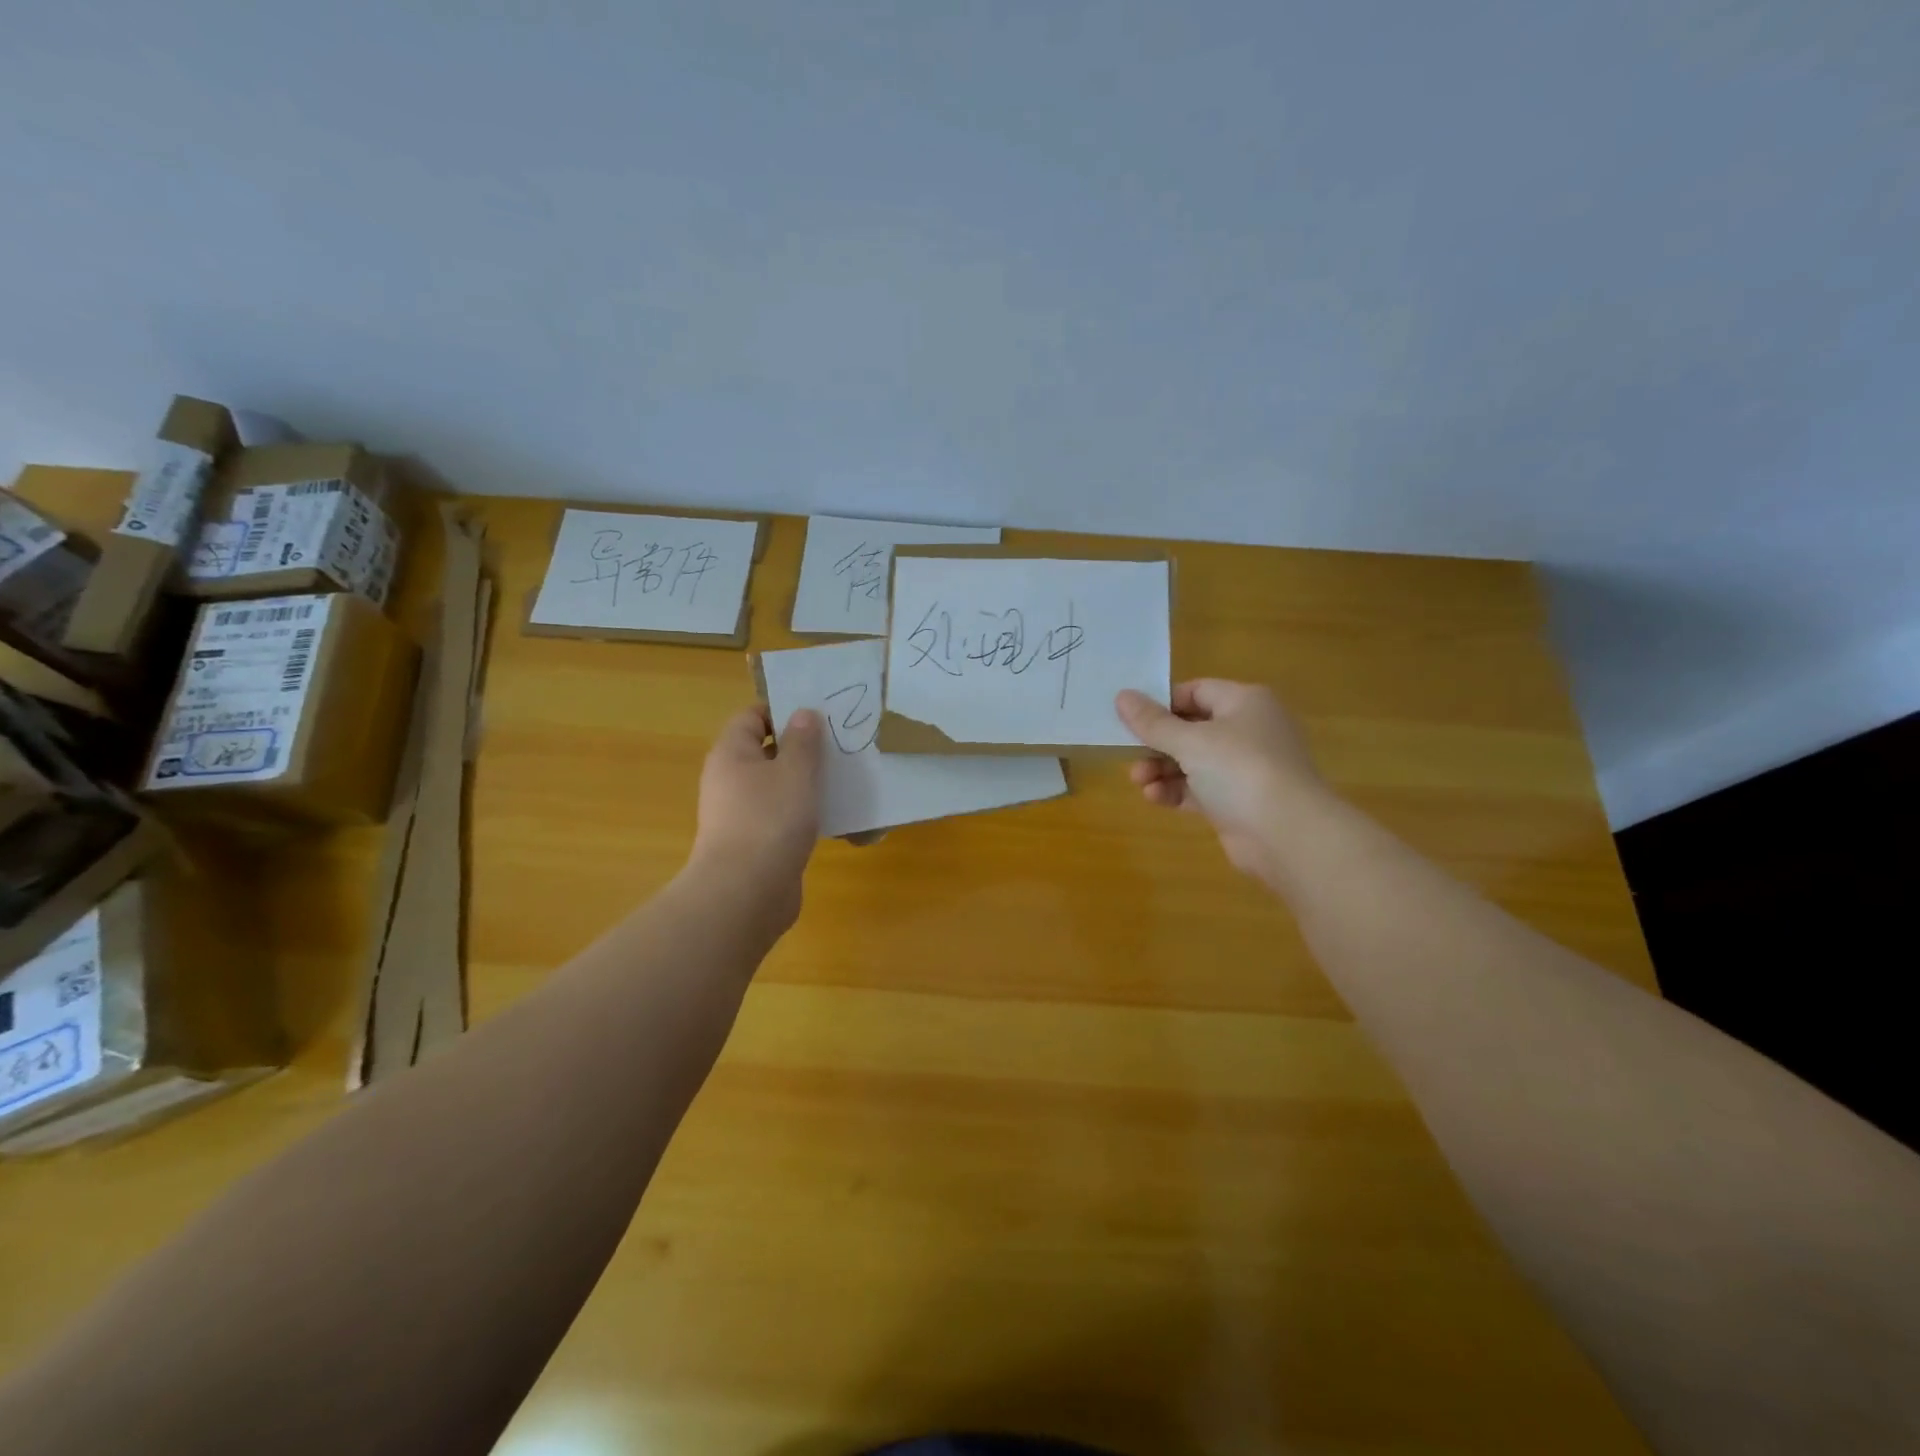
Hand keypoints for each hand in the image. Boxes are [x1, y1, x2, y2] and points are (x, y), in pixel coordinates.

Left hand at [688, 705, 824, 931]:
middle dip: (804, 747)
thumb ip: (803, 741)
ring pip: (779, 786)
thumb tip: (803, 713)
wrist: (746, 894)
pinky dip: (807, 812)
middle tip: (841, 744)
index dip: (784, 710)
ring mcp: (743, 813)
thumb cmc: (769, 820)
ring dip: (809, 782)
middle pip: (768, 751)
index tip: (820, 714)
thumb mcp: (794, 772)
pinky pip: (784, 816)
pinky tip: (837, 815)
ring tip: (846, 776)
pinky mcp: (758, 842)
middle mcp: (731, 780)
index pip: (753, 716)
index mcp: (732, 754)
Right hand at [1116, 680, 1323, 882]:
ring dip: (1162, 769)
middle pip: (1192, 728)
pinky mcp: (1238, 801)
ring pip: (1193, 761)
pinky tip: (1155, 798)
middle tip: (1129, 754)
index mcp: (1245, 702)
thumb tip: (1122, 696)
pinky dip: (1177, 791)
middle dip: (1157, 743)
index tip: (1132, 719)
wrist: (1287, 834)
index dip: (1162, 703)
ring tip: (1139, 781)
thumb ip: (1152, 722)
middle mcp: (1248, 730)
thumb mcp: (1190, 741)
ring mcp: (1245, 768)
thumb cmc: (1240, 770)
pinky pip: (1200, 788)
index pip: (1196, 690)